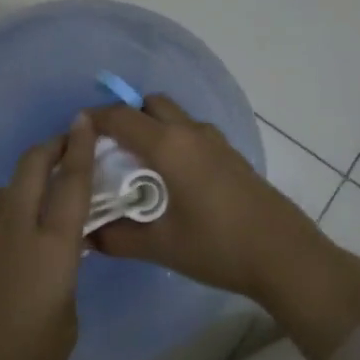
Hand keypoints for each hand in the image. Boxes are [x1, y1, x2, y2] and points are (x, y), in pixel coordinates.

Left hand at [0, 114, 95, 359]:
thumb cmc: (26, 357)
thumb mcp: (66, 317)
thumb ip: (65, 276)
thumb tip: (55, 260)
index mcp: (52, 243)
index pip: (71, 181)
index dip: (80, 147)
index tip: (85, 121)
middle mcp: (18, 224)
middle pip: (33, 166)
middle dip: (51, 147)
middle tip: (68, 144)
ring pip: (11, 184)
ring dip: (31, 174)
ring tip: (48, 186)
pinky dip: (14, 199)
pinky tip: (22, 219)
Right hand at [85, 95, 319, 300]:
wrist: (283, 255)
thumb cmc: (217, 246)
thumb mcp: (161, 246)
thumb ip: (118, 238)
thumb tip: (87, 236)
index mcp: (169, 146)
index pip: (121, 117)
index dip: (95, 119)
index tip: (76, 132)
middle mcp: (190, 132)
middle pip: (151, 104)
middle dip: (126, 116)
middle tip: (109, 147)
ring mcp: (215, 141)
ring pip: (175, 116)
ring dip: (152, 126)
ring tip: (137, 163)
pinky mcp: (231, 155)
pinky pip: (192, 132)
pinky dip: (173, 139)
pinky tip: (171, 177)